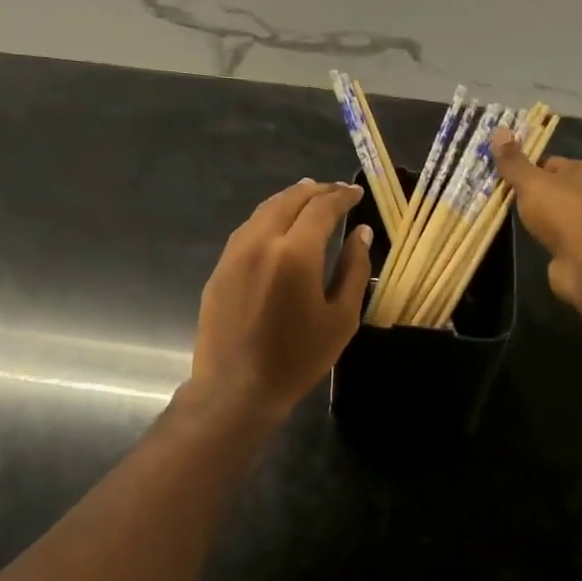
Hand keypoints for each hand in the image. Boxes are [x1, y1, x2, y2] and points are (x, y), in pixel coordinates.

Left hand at [186, 180, 371, 421]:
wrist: (236, 389)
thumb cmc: (297, 359)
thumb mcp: (340, 318)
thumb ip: (353, 269)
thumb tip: (362, 232)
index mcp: (295, 252)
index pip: (321, 208)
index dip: (341, 196)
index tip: (357, 193)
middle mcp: (261, 242)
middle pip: (289, 200)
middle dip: (315, 191)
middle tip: (335, 191)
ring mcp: (234, 254)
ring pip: (263, 211)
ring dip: (288, 199)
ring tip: (307, 197)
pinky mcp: (219, 269)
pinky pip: (247, 230)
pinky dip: (267, 218)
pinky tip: (276, 227)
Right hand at [491, 131, 581, 310]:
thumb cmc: (562, 211)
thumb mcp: (532, 182)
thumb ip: (514, 162)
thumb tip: (499, 129)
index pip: (550, 162)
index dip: (527, 166)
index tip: (502, 173)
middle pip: (551, 187)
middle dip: (529, 191)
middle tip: (498, 193)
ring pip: (551, 212)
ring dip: (533, 214)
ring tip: (506, 215)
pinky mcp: (575, 248)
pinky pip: (551, 234)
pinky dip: (539, 235)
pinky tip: (524, 236)